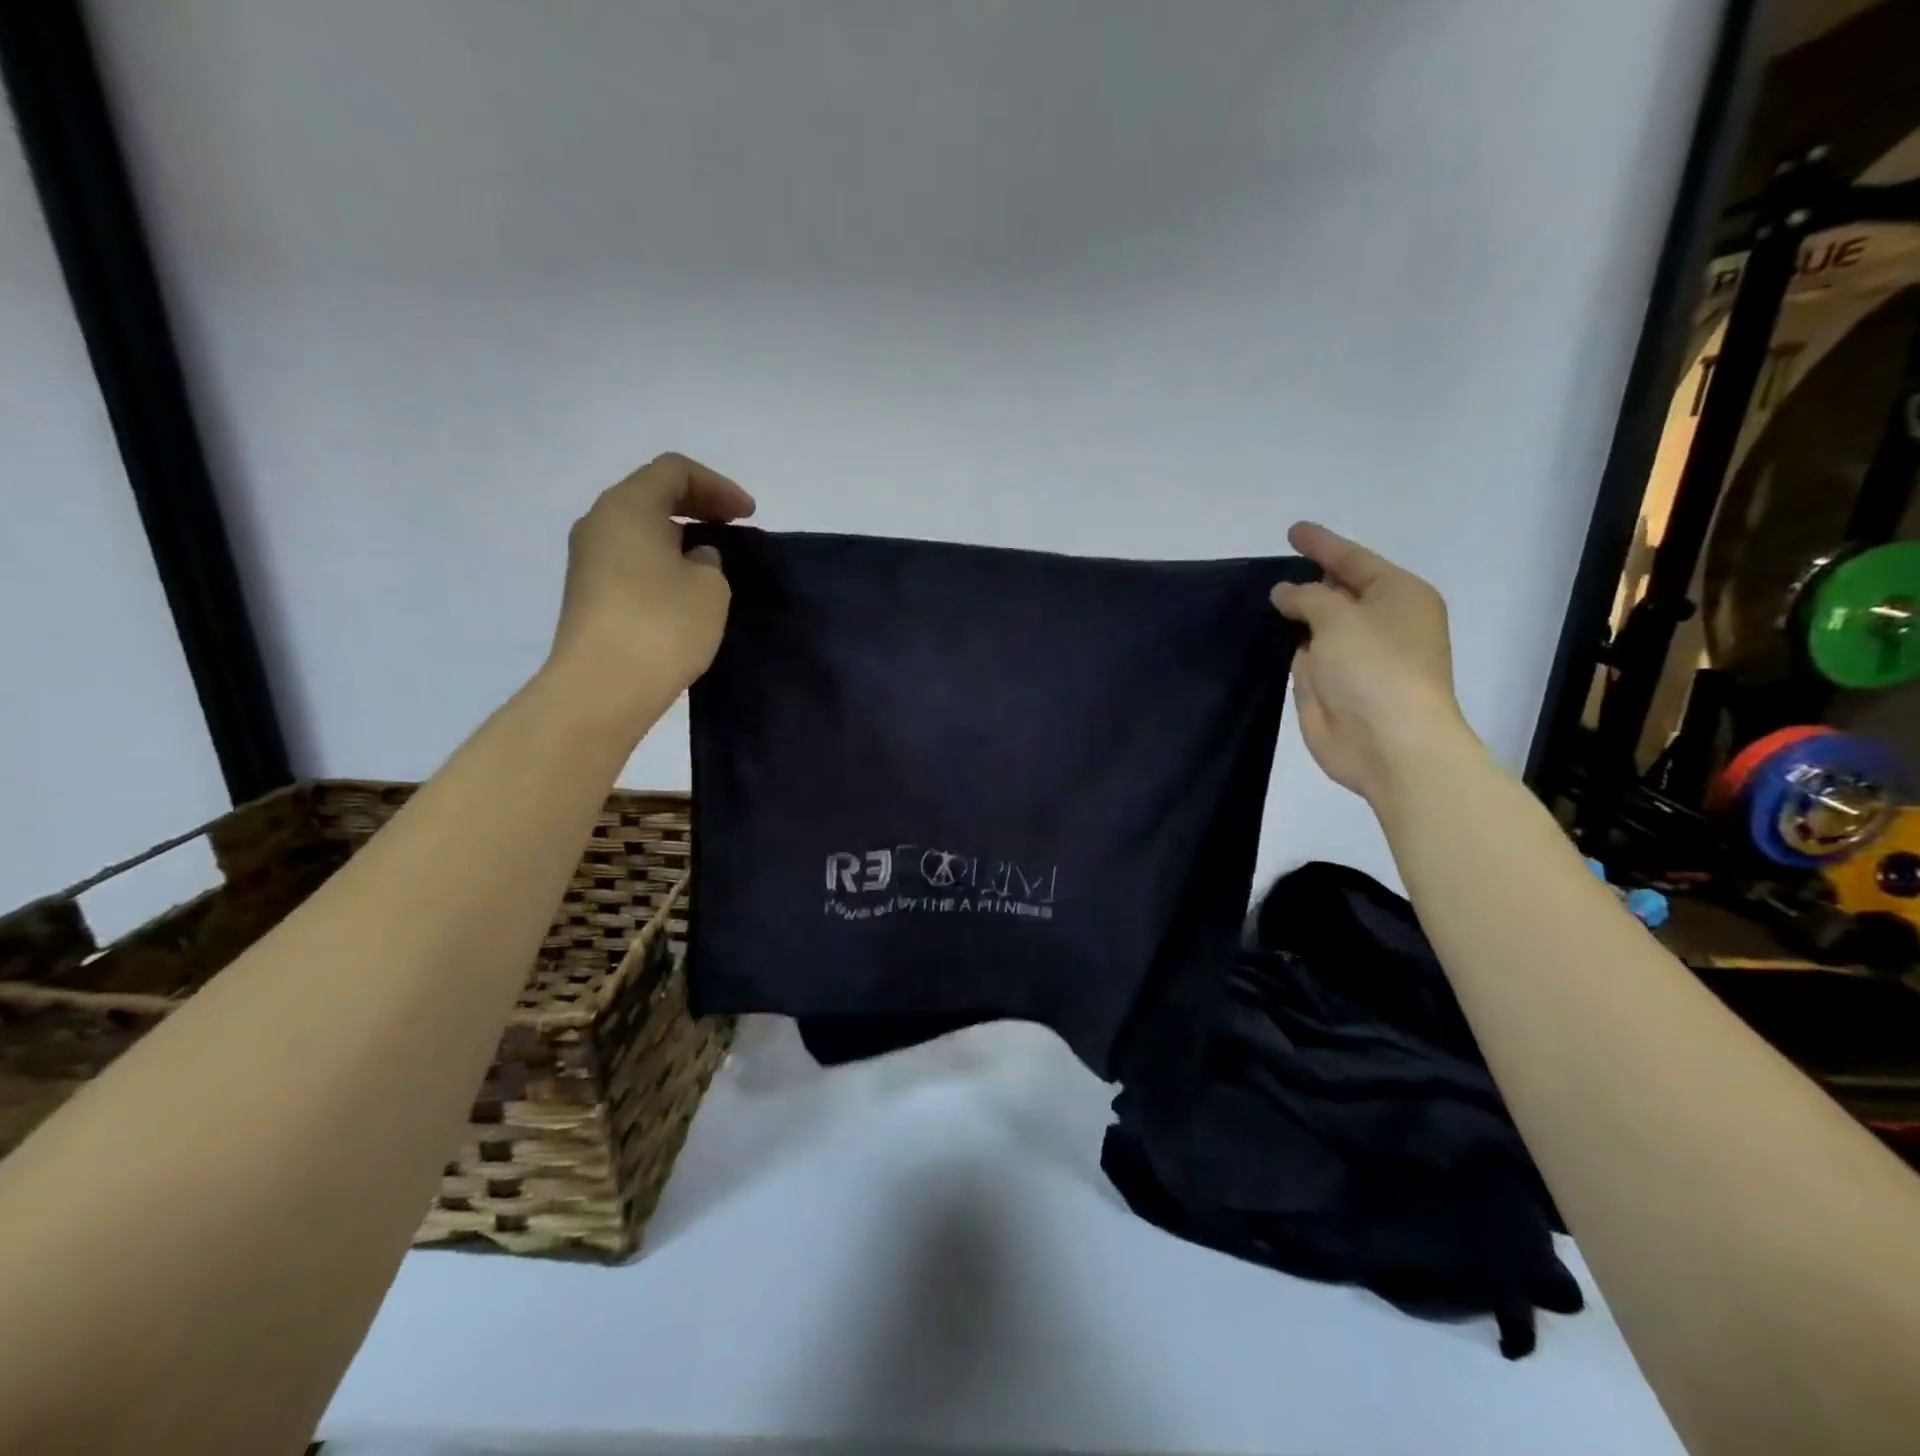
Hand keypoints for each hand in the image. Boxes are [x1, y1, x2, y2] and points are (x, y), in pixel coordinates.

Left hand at [546, 452, 755, 696]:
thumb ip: (709, 560)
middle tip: (734, 527)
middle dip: (697, 505)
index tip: (748, 515)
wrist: (603, 686)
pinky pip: (631, 560)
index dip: (717, 486)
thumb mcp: (709, 586)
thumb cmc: (662, 625)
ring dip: (679, 536)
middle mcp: (599, 523)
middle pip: (651, 494)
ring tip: (713, 560)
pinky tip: (686, 589)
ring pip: (639, 530)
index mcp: (627, 506)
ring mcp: (587, 560)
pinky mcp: (588, 594)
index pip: (674, 471)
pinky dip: (662, 562)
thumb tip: (691, 558)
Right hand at [1271, 522, 1476, 804]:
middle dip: (1308, 580)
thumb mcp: (1339, 618)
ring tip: (1260, 596)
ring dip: (1294, 614)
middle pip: (1338, 592)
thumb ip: (1307, 597)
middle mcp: (1380, 623)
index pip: (1353, 560)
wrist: (1388, 743)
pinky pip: (1305, 656)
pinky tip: (1263, 636)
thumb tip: (1285, 593)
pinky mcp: (1332, 687)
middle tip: (1272, 566)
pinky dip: (1287, 646)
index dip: (1322, 544)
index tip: (1293, 530)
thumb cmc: (1375, 669)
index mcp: (1398, 596)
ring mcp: (1355, 657)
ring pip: (1319, 625)